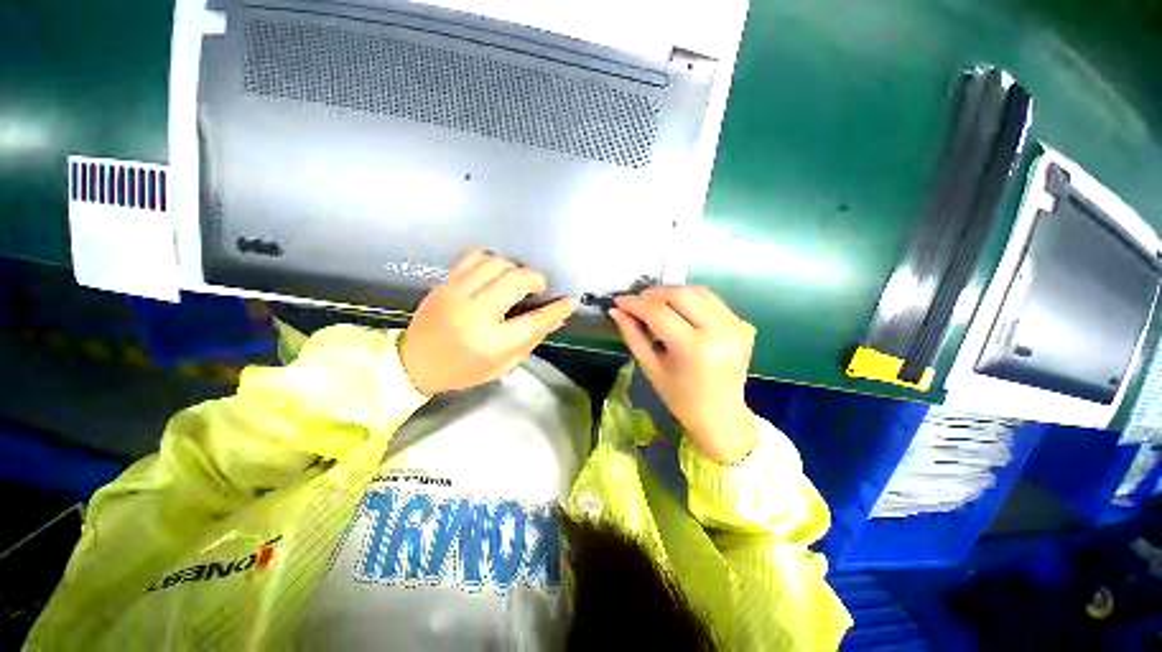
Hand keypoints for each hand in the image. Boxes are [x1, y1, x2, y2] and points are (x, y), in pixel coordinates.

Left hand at [400, 251, 577, 394]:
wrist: (414, 363)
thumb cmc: (463, 370)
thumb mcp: (502, 365)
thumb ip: (531, 340)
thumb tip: (556, 318)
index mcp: (492, 342)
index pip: (535, 321)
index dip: (557, 309)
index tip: (570, 302)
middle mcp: (475, 314)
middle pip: (517, 281)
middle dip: (536, 280)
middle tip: (539, 289)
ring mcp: (457, 294)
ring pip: (497, 263)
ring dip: (515, 269)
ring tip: (516, 282)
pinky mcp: (445, 283)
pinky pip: (474, 257)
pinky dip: (492, 261)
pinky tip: (496, 273)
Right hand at [609, 286, 757, 464]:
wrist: (722, 416)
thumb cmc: (681, 399)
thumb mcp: (651, 368)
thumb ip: (633, 335)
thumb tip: (616, 311)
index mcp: (695, 349)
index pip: (659, 312)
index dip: (635, 303)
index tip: (618, 301)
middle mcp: (720, 331)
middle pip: (680, 294)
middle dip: (653, 293)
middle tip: (636, 302)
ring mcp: (736, 325)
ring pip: (697, 292)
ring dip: (672, 293)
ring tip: (654, 305)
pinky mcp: (743, 324)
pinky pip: (711, 301)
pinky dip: (690, 301)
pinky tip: (678, 313)